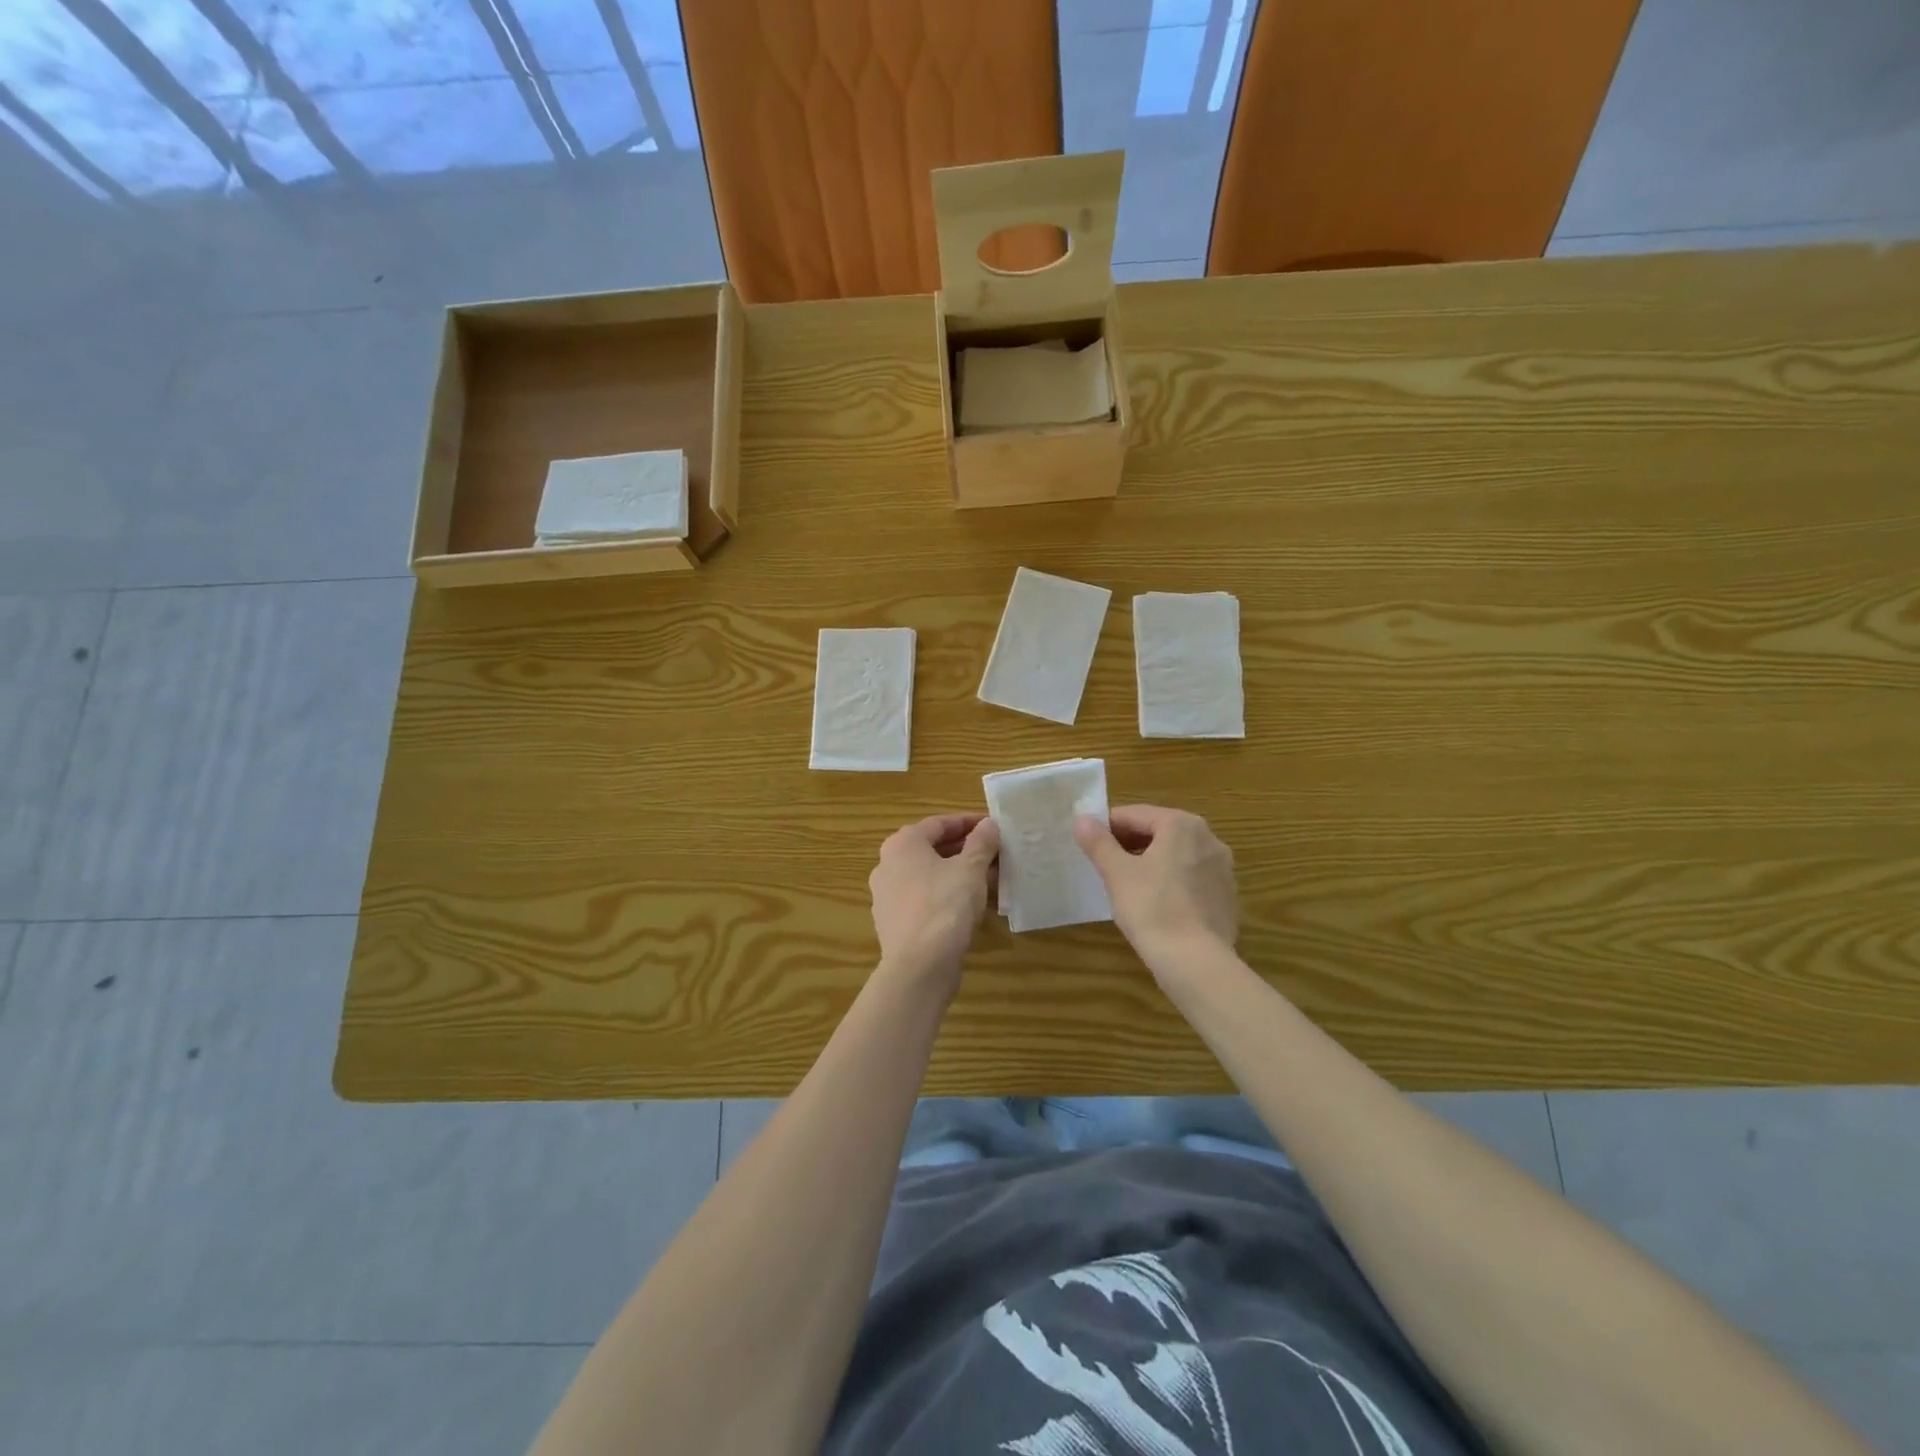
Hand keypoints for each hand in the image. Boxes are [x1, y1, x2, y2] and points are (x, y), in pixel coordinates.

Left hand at [868, 814, 1000, 992]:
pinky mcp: (893, 922)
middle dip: (964, 849)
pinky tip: (969, 905)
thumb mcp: (971, 869)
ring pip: (928, 875)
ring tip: (988, 879)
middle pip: (931, 849)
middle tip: (994, 853)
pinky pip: (923, 898)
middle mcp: (887, 864)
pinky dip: (945, 894)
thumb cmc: (945, 905)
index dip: (969, 823)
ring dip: (957, 873)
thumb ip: (981, 842)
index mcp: (903, 844)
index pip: (939, 824)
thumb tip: (989, 824)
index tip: (993, 827)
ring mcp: (886, 895)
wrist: (919, 966)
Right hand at [1075, 805, 1235, 978]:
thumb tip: (1082, 820)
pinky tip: (1155, 905)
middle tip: (1104, 865)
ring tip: (1126, 885)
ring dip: (1150, 863)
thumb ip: (1099, 842)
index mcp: (1182, 824)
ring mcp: (1222, 869)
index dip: (1107, 827)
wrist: (1195, 962)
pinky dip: (1171, 883)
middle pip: (1159, 832)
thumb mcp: (1117, 873)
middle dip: (1130, 845)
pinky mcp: (1226, 897)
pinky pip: (1191, 879)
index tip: (1088, 844)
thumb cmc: (1151, 908)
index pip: (1135, 815)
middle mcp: (1209, 838)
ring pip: (1176, 856)